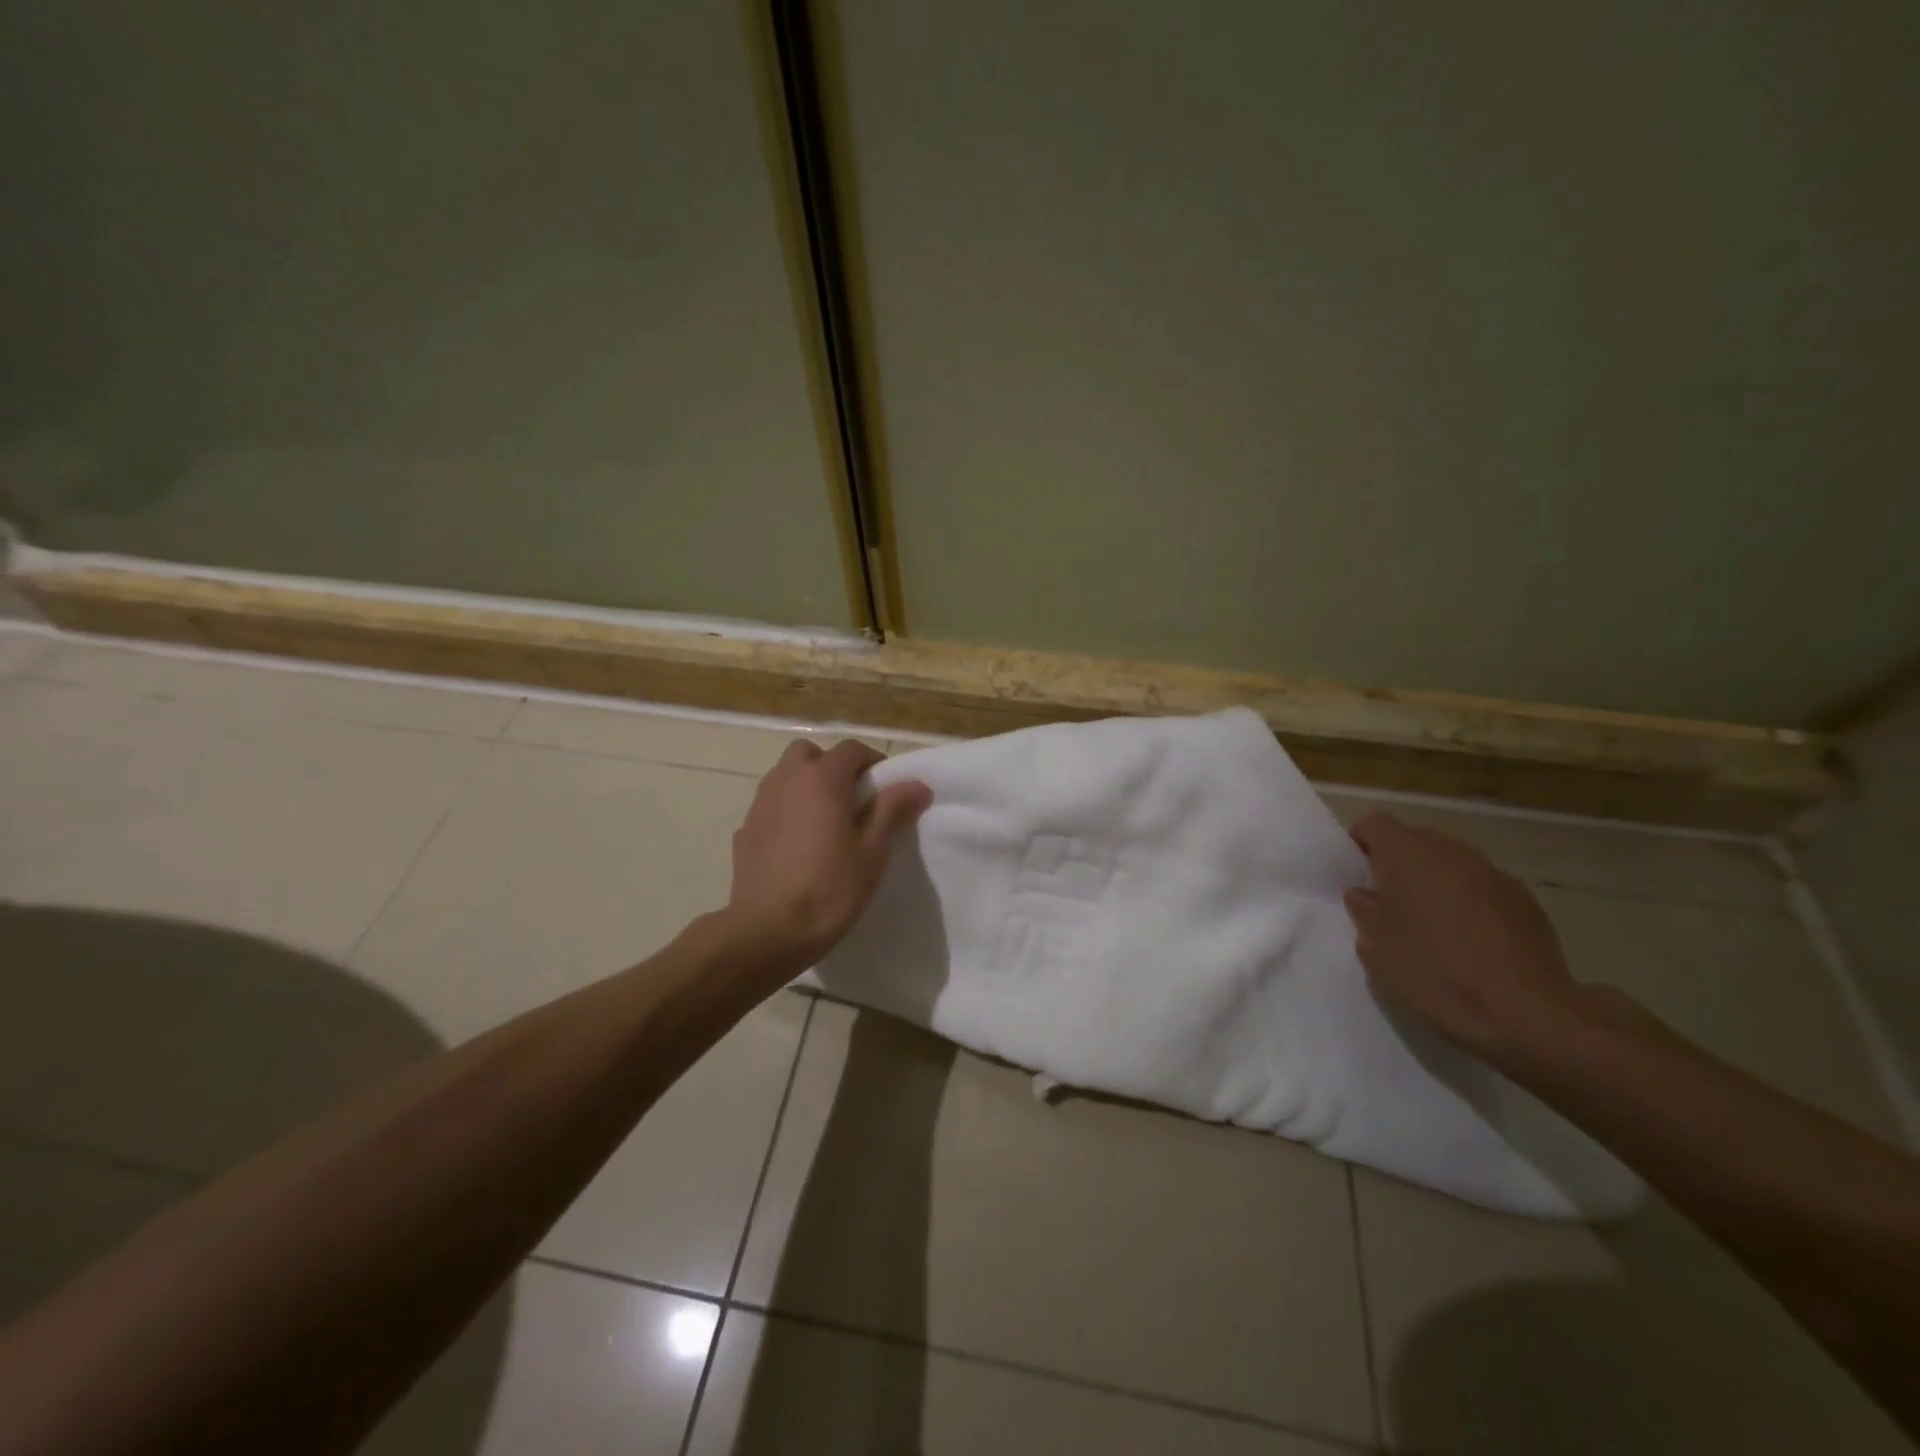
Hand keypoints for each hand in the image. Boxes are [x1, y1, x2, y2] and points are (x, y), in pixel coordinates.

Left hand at [724, 739, 931, 971]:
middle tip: (851, 800)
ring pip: (784, 776)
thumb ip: (892, 809)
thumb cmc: (829, 889)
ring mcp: (759, 804)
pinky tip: (796, 845)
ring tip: (824, 822)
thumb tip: (917, 784)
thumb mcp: (872, 851)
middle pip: (809, 753)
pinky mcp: (744, 831)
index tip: (886, 790)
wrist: (767, 932)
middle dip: (831, 766)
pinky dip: (785, 811)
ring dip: (805, 785)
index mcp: (822, 779)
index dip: (873, 763)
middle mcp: (786, 780)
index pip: (851, 749)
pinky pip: (770, 806)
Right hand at [1343, 811, 1583, 1061]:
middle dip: (1398, 863)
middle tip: (1388, 902)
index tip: (1354, 874)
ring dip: (1435, 882)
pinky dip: (1469, 902)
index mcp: (1407, 855)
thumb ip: (1363, 909)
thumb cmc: (1433, 972)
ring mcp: (1494, 874)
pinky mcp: (1525, 901)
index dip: (1359, 843)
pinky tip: (1470, 942)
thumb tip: (1366, 895)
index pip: (1374, 823)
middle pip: (1415, 839)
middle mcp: (1451, 852)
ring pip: (1451, 863)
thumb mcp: (1374, 946)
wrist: (1524, 1012)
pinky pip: (1482, 888)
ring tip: (1431, 924)